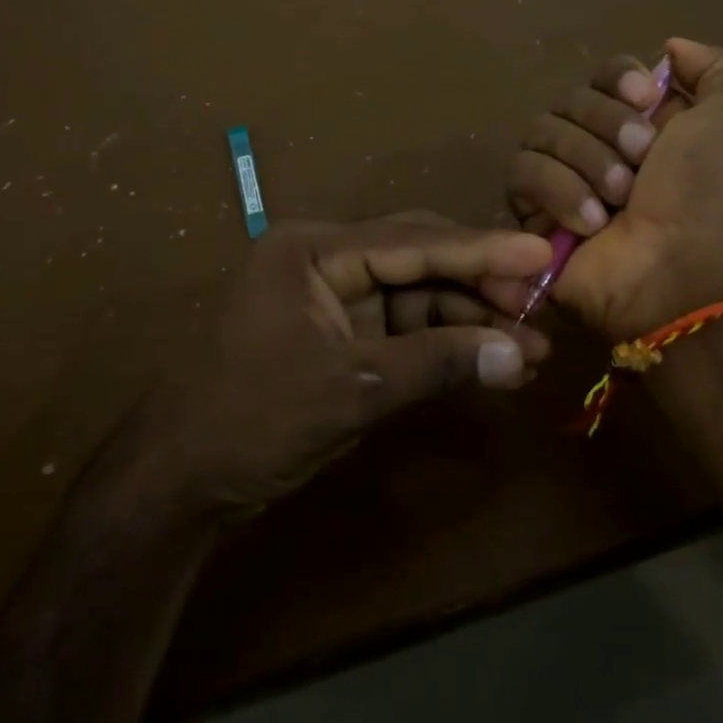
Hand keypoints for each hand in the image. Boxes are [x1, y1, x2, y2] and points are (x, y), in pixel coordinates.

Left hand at [120, 215, 552, 516]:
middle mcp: (327, 262)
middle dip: (479, 286)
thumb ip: (435, 364)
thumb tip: (517, 355)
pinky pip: (404, 331)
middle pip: (419, 261)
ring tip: (529, 349)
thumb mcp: (349, 388)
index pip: (412, 242)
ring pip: (418, 297)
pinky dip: (444, 348)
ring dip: (469, 323)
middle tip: (540, 307)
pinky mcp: (342, 337)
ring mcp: (335, 300)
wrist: (181, 480)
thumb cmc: (252, 418)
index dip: (481, 250)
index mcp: (314, 250)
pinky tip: (489, 364)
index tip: (541, 254)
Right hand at [507, 37, 722, 339]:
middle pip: (569, 99)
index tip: (645, 101)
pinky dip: (557, 190)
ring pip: (541, 131)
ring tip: (619, 200)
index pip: (605, 74)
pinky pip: (521, 173)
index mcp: (645, 121)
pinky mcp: (532, 212)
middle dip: (605, 126)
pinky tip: (590, 222)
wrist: (684, 269)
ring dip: (585, 161)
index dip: (618, 80)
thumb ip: (718, 67)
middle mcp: (599, 144)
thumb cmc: (715, 191)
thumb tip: (668, 48)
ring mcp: (562, 178)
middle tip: (640, 163)